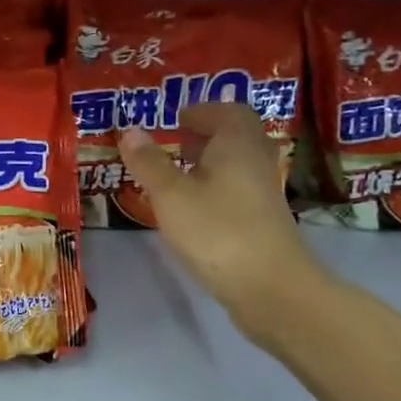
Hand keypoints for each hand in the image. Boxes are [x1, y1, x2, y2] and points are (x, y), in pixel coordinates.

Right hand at [118, 103, 330, 331]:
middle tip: (177, 143)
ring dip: (211, 163)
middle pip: (237, 136)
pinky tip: (195, 208)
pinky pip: (239, 190)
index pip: (228, 111)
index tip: (177, 119)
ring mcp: (264, 194)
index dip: (202, 111)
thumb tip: (130, 129)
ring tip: (180, 175)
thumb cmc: (217, 231)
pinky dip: (217, 188)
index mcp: (237, 144)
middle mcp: (256, 162)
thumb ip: (149, 163)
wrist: (271, 288)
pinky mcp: (263, 222)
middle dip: (207, 134)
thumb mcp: (171, 196)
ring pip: (238, 165)